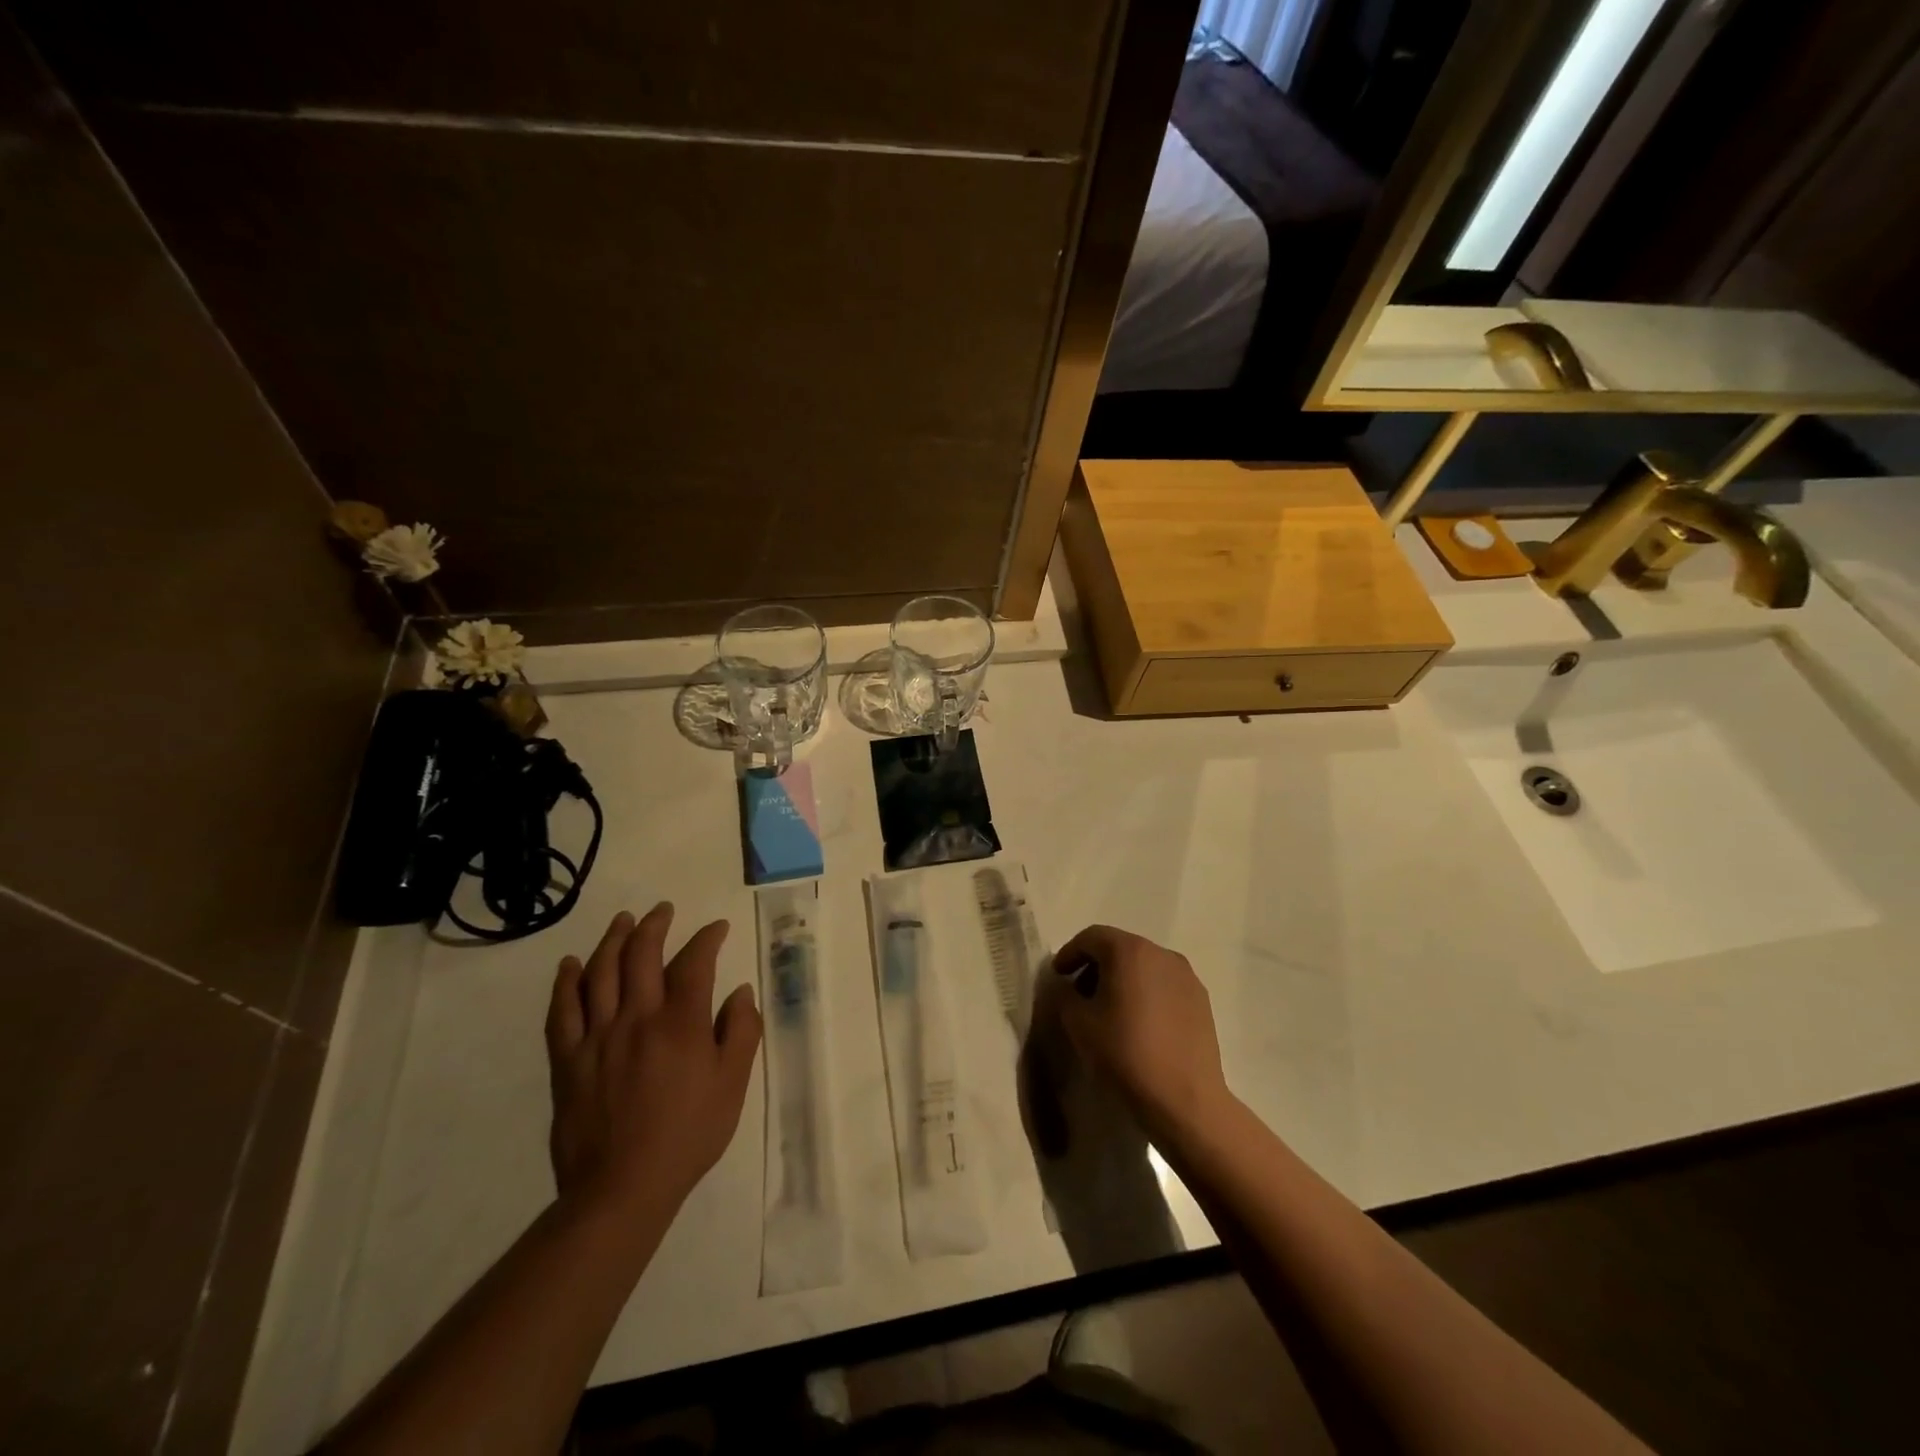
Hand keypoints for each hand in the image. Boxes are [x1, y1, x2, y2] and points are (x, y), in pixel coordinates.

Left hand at [546, 904, 762, 1216]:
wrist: (622, 1188)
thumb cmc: (688, 1134)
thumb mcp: (733, 1085)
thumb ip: (741, 1032)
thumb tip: (740, 992)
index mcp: (681, 1023)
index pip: (695, 962)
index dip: (707, 938)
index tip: (717, 928)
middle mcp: (637, 1017)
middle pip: (642, 955)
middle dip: (655, 925)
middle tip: (662, 910)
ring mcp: (597, 1036)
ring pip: (601, 972)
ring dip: (612, 940)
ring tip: (623, 921)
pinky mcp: (567, 1059)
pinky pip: (562, 1011)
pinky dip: (565, 982)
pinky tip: (571, 965)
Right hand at [1050, 925, 1229, 1137]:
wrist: (1184, 1098)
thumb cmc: (1125, 1053)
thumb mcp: (1078, 1023)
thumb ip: (1064, 994)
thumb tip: (1067, 987)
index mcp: (1129, 951)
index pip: (1091, 937)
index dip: (1070, 953)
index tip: (1058, 976)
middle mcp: (1161, 953)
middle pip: (1120, 948)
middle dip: (1096, 966)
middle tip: (1080, 994)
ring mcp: (1186, 976)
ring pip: (1144, 966)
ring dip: (1122, 979)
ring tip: (1111, 1011)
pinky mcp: (1202, 1000)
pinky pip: (1165, 984)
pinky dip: (1146, 993)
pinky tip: (1140, 1023)